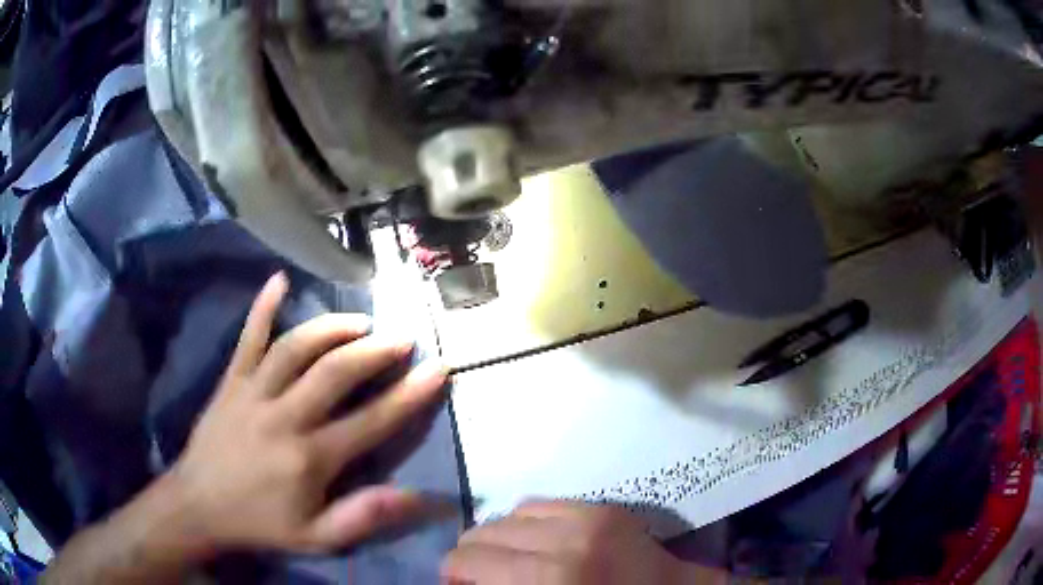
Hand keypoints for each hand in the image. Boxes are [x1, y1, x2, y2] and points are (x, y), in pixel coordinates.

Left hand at [168, 272, 448, 553]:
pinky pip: (248, 338)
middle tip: (402, 337)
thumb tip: (417, 496)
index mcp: (310, 458)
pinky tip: (278, 279)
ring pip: (296, 348)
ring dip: (332, 328)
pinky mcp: (231, 381)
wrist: (199, 506)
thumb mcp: (317, 537)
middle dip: (375, 351)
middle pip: (335, 372)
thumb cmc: (261, 523)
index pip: (371, 421)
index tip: (438, 368)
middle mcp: (284, 417)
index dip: (410, 395)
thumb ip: (363, 516)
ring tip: (360, 321)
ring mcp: (253, 393)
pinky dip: (263, 307)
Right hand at [442, 502, 726, 583]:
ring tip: (506, 555)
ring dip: (498, 537)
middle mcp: (563, 541)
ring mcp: (587, 517)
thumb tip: (462, 581)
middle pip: (483, 534)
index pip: (467, 561)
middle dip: (471, 555)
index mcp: (549, 578)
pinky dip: (526, 521)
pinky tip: (534, 538)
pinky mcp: (604, 508)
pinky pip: (541, 503)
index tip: (456, 584)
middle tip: (478, 574)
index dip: (452, 574)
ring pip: (509, 515)